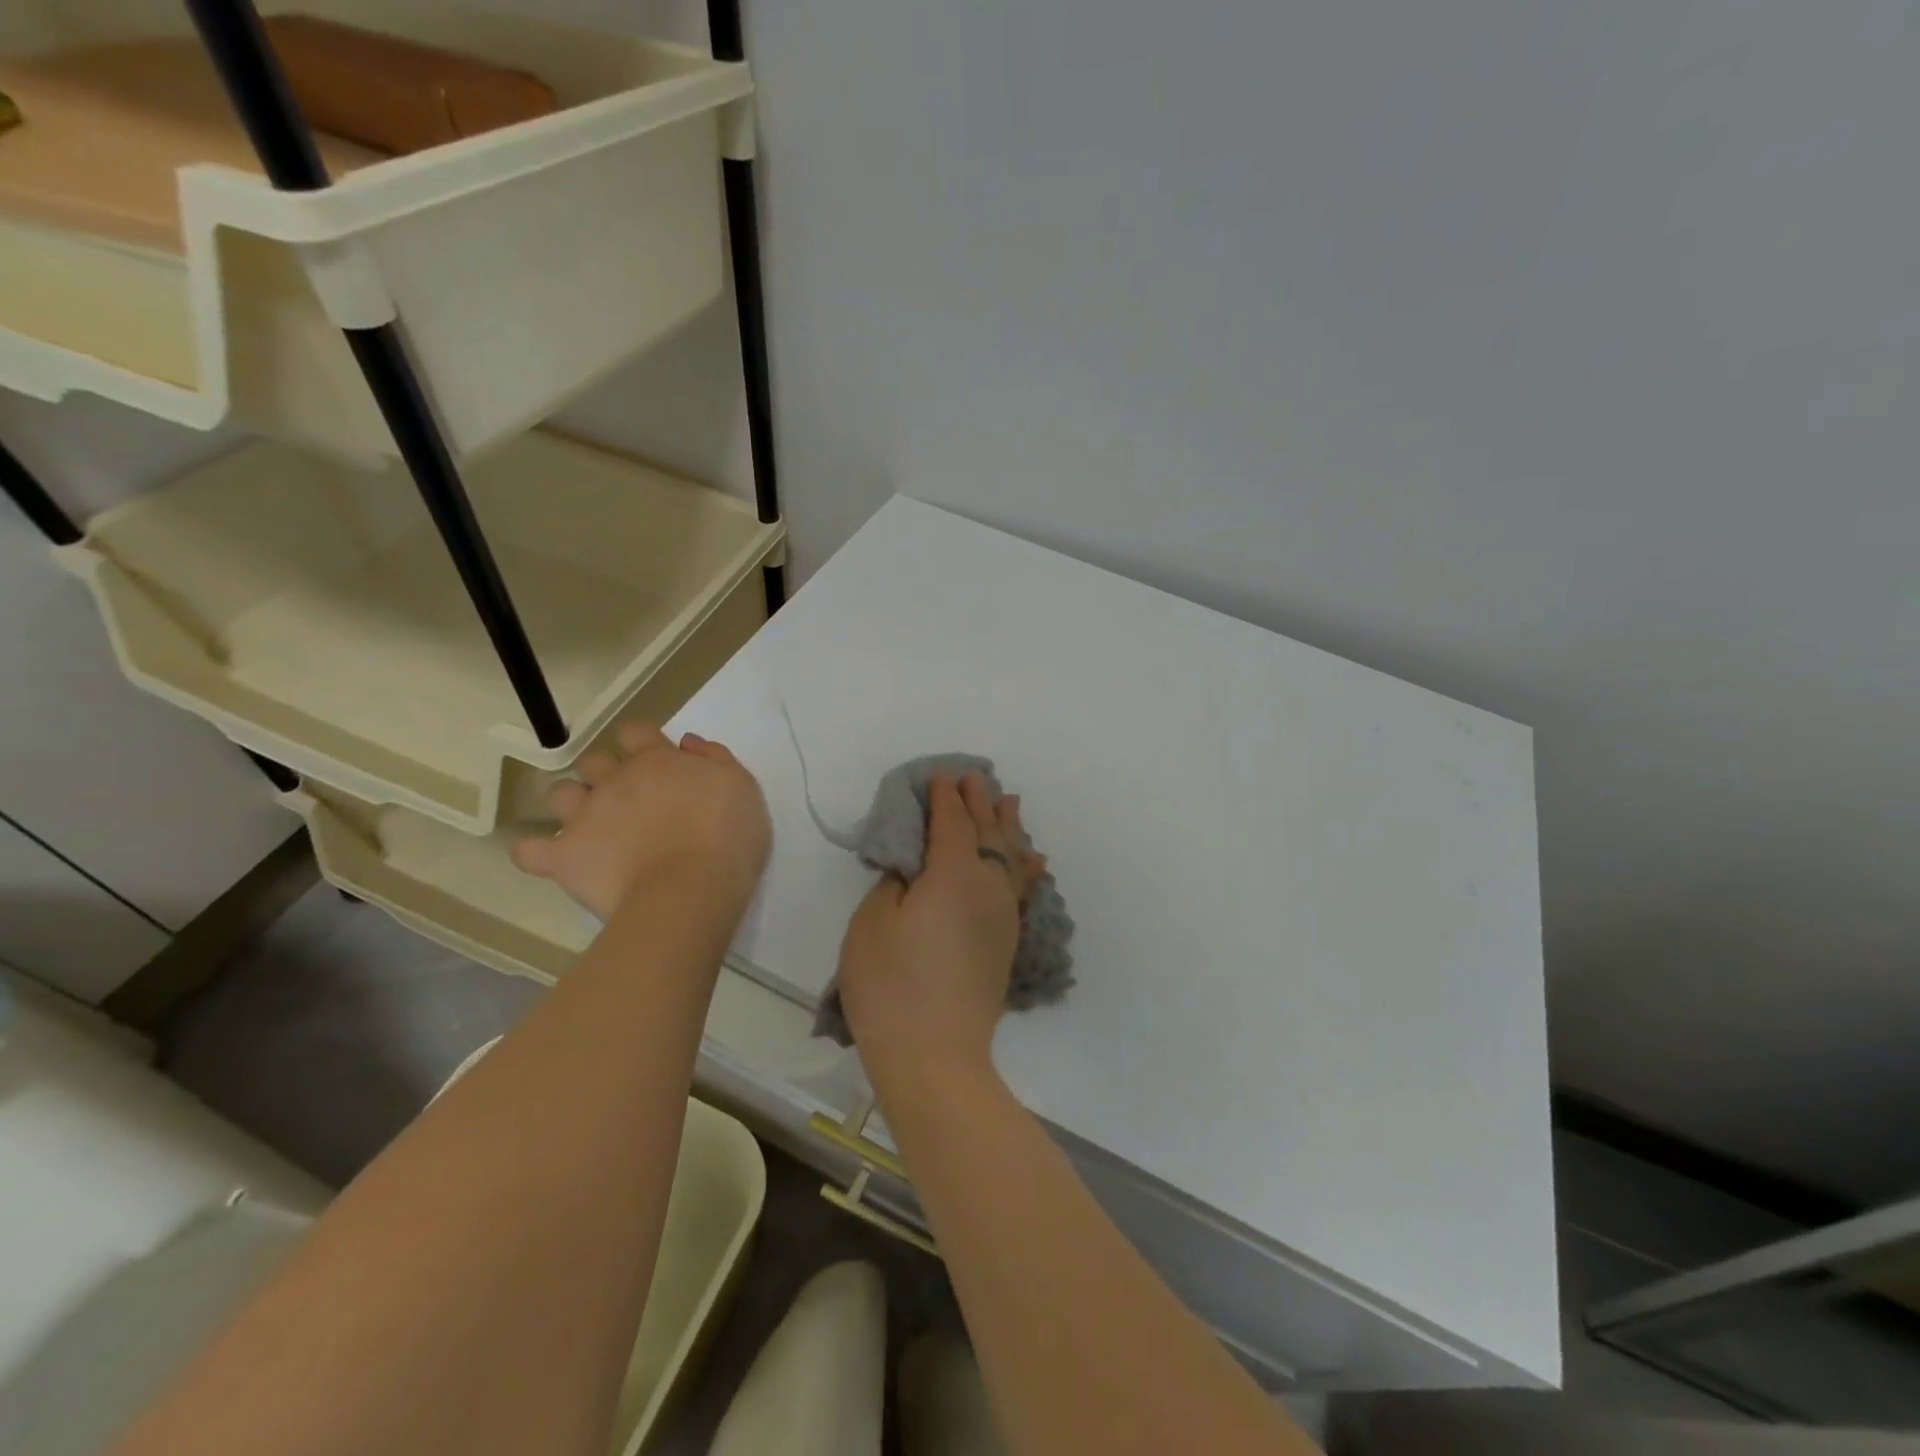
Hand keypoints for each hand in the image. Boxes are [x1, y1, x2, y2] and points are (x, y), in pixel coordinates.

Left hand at [512, 723, 769, 920]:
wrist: (688, 892)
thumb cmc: (726, 838)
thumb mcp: (741, 789)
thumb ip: (715, 759)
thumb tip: (686, 743)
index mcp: (658, 760)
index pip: (635, 732)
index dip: (641, 743)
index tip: (655, 763)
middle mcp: (616, 779)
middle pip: (595, 761)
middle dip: (606, 774)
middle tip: (629, 801)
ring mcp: (584, 816)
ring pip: (559, 794)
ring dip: (572, 804)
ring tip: (592, 826)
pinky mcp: (563, 856)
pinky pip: (529, 850)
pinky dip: (537, 852)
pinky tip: (553, 858)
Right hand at [836, 771, 1046, 1080]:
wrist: (934, 1056)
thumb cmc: (890, 985)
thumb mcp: (872, 922)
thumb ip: (894, 883)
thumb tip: (913, 870)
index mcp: (953, 872)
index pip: (952, 821)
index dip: (945, 796)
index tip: (941, 776)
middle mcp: (988, 885)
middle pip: (987, 832)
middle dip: (979, 802)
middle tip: (975, 778)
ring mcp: (1004, 915)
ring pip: (1011, 857)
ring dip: (1008, 827)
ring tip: (1011, 803)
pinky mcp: (1008, 942)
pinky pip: (1021, 889)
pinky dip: (1025, 868)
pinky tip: (1032, 861)